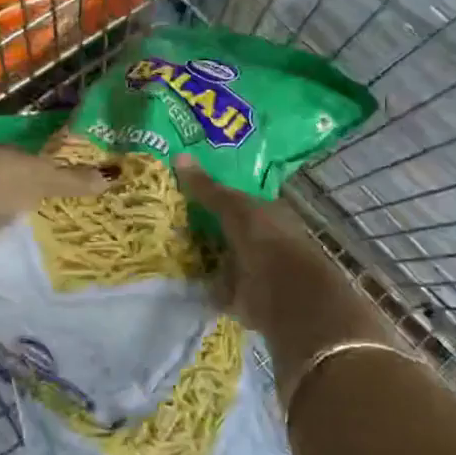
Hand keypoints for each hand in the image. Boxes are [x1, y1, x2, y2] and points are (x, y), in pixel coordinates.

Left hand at [0, 144, 113, 246]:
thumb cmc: (1, 179)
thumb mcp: (43, 179)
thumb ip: (72, 181)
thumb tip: (110, 178)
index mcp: (4, 152)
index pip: (25, 160)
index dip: (38, 170)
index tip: (52, 184)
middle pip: (5, 179)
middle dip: (17, 191)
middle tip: (38, 208)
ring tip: (18, 227)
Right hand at [176, 157, 364, 362]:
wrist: (288, 298)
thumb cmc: (267, 242)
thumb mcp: (235, 208)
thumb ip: (208, 188)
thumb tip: (179, 156)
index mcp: (268, 213)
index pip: (237, 198)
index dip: (213, 193)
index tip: (185, 188)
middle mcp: (262, 238)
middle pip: (228, 227)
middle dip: (204, 224)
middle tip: (167, 214)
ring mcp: (253, 269)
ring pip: (221, 255)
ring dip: (201, 254)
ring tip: (166, 244)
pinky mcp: (243, 297)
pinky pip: (216, 285)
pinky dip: (202, 283)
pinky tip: (178, 277)